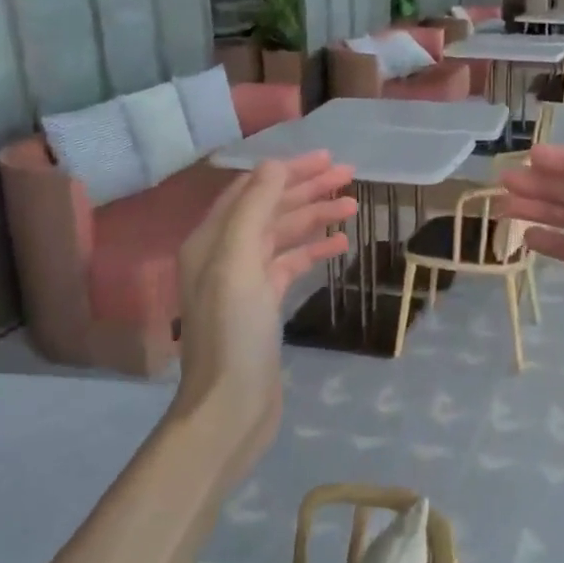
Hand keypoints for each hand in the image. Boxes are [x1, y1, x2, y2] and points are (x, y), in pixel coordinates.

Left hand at [174, 154, 355, 433]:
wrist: (231, 404)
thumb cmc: (233, 332)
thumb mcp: (238, 263)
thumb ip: (254, 210)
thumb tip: (276, 165)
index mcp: (211, 239)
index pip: (252, 189)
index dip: (288, 170)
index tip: (327, 158)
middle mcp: (224, 254)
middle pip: (270, 209)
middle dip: (307, 189)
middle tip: (349, 175)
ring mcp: (244, 281)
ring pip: (283, 236)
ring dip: (315, 218)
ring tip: (352, 206)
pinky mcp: (264, 305)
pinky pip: (290, 265)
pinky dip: (314, 251)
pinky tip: (341, 245)